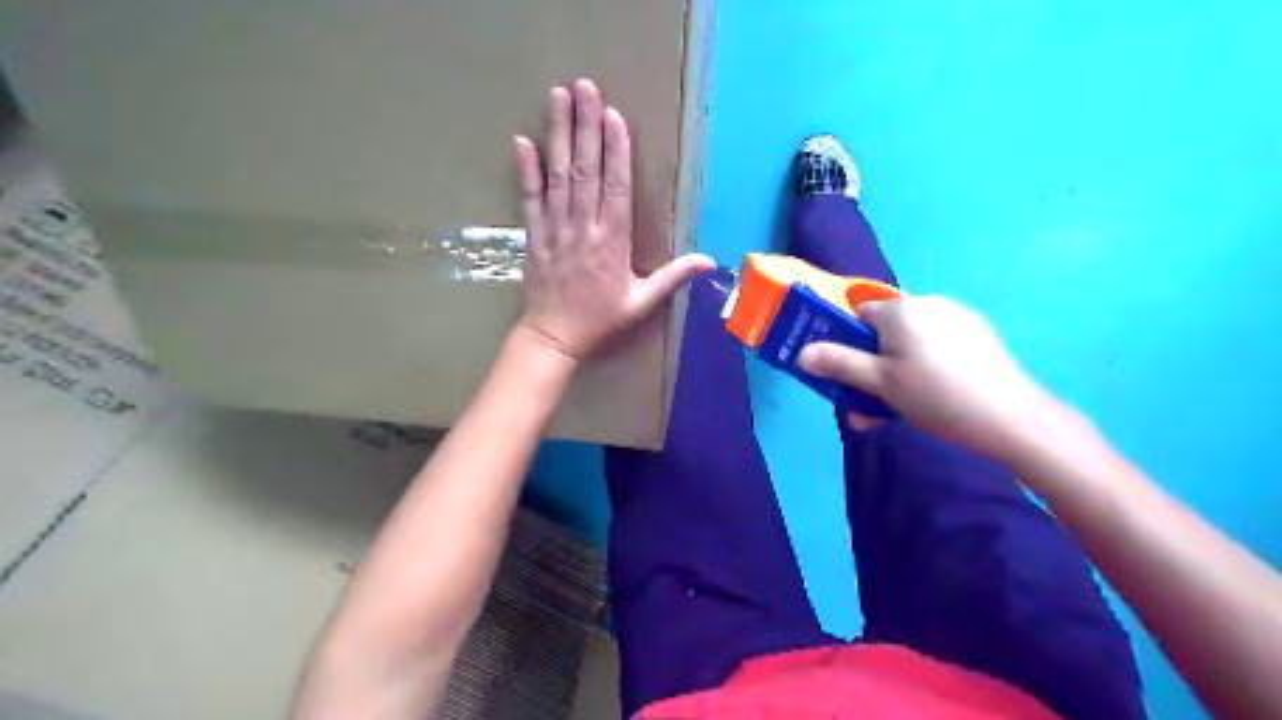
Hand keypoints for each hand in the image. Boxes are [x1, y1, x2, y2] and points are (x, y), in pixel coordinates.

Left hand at [513, 78, 716, 360]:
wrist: (554, 339)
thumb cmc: (600, 321)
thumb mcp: (642, 304)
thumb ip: (673, 278)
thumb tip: (710, 261)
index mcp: (612, 242)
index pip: (616, 188)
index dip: (616, 151)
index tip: (614, 116)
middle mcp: (583, 228)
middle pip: (586, 171)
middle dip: (586, 127)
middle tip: (585, 87)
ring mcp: (555, 230)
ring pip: (558, 177)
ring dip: (558, 136)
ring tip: (558, 98)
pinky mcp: (533, 236)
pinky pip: (530, 199)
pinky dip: (526, 171)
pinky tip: (522, 141)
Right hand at [797, 295, 1050, 459]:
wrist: (1011, 417)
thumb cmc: (935, 396)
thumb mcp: (880, 384)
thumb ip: (839, 364)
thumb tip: (802, 353)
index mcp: (900, 309)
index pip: (859, 315)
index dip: (849, 344)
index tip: (852, 375)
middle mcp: (928, 303)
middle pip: (886, 330)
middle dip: (874, 363)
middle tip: (875, 400)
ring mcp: (958, 316)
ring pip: (912, 340)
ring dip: (899, 367)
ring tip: (905, 405)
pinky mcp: (979, 334)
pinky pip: (938, 344)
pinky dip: (927, 364)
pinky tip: (937, 393)